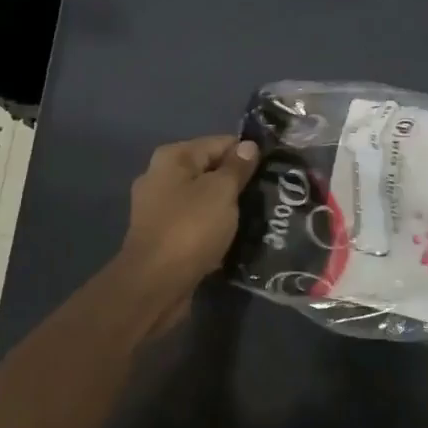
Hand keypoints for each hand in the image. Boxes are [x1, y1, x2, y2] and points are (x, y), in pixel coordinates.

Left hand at [119, 135, 260, 326]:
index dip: (248, 154)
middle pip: (210, 170)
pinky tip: (233, 237)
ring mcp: (159, 208)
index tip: (273, 170)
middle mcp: (160, 177)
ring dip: (226, 207)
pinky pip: (196, 223)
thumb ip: (237, 167)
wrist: (155, 284)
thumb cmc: (190, 228)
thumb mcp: (221, 192)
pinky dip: (213, 227)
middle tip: (268, 195)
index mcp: (172, 158)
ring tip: (257, 217)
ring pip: (203, 199)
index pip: (220, 143)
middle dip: (237, 182)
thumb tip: (248, 145)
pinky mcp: (163, 236)